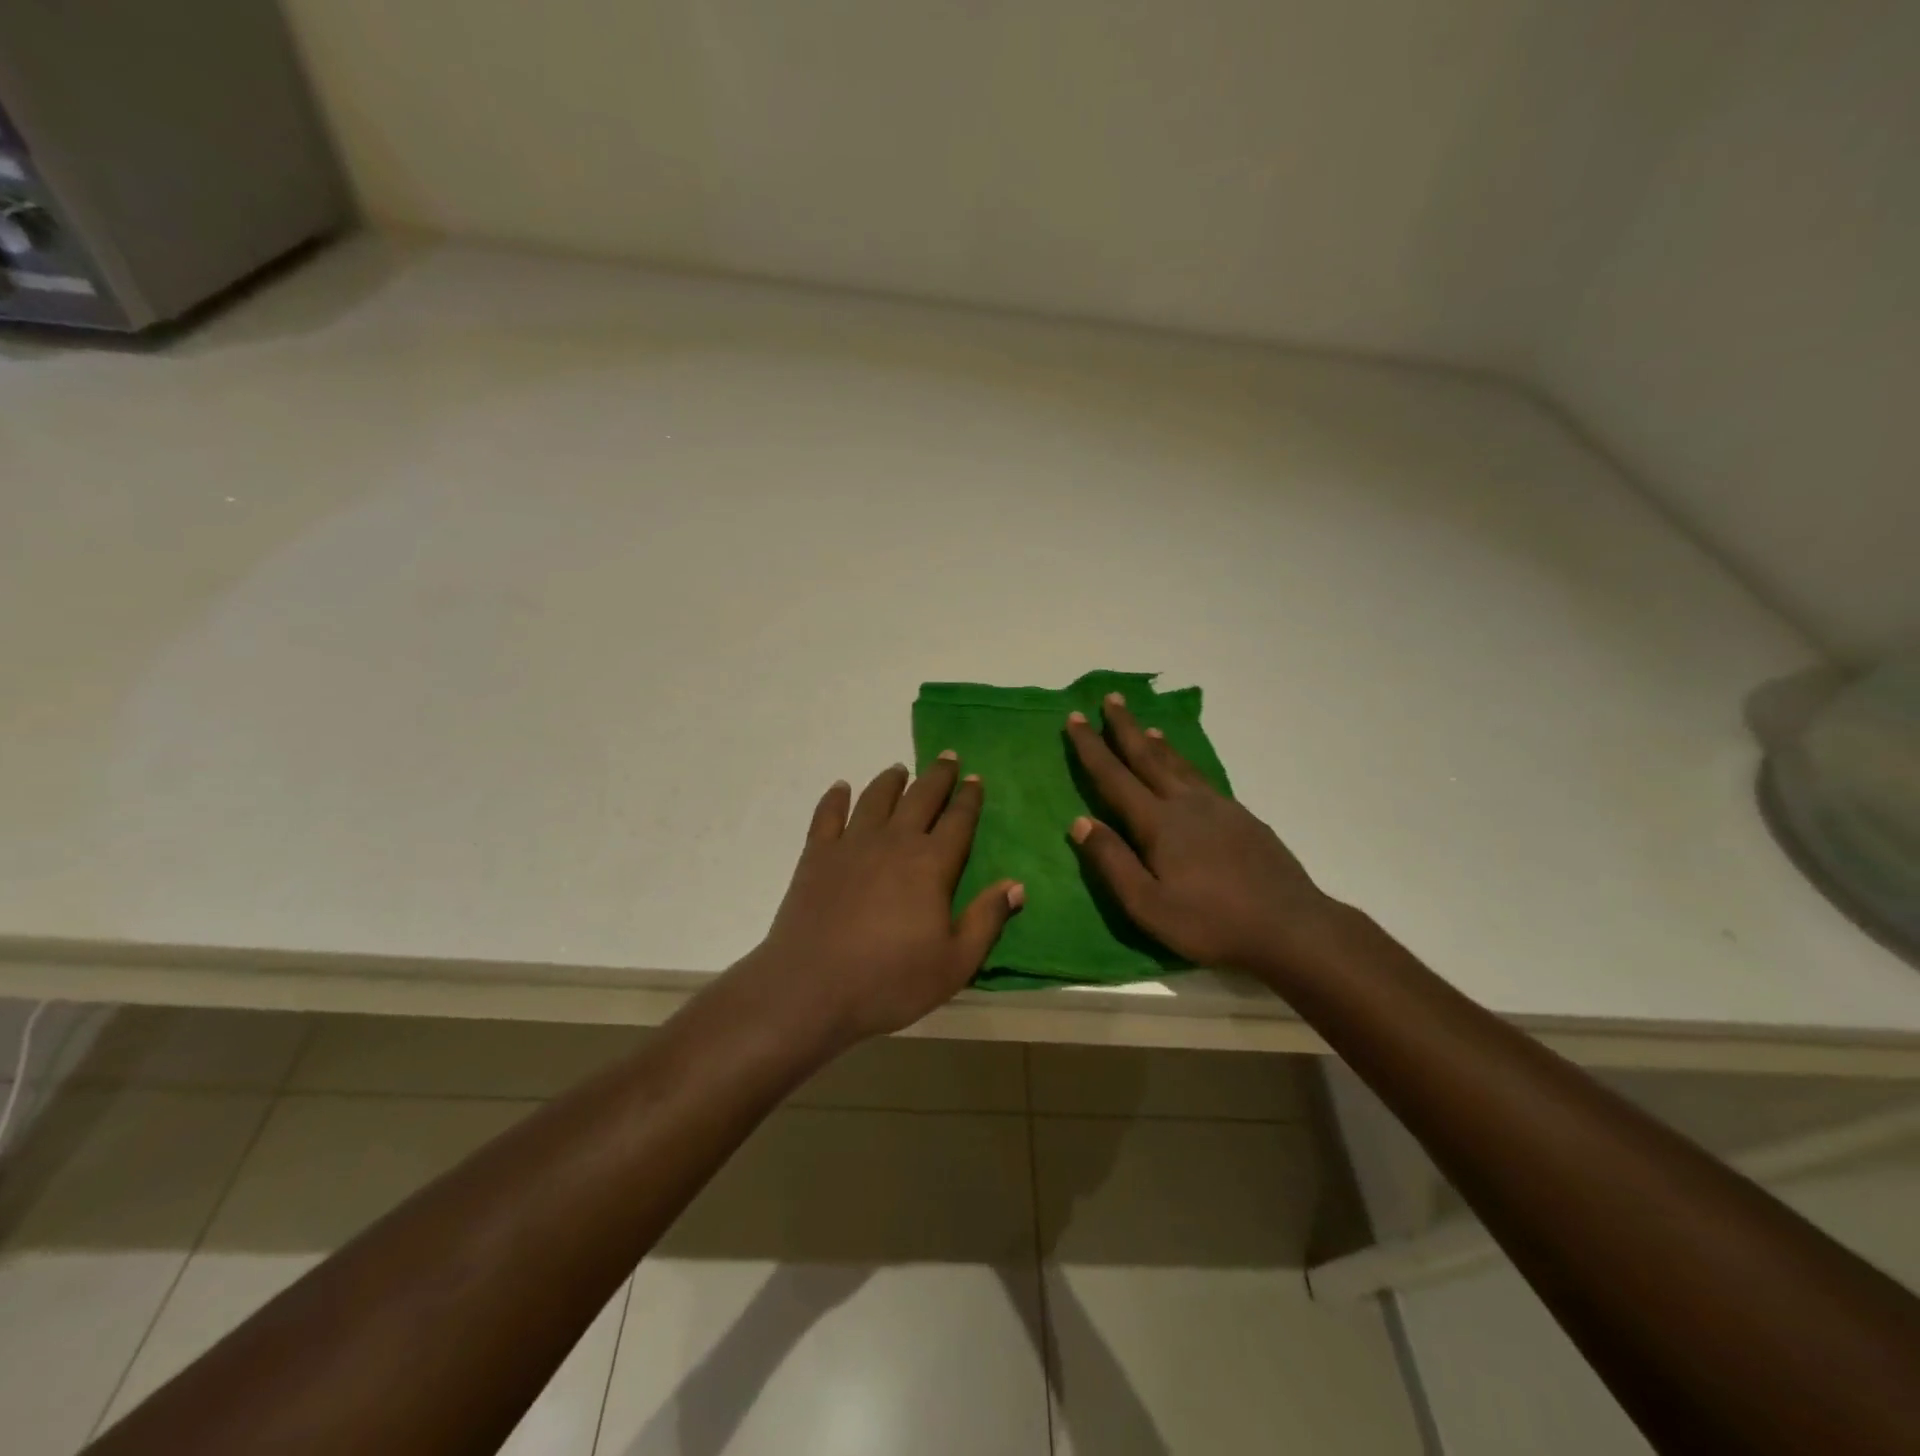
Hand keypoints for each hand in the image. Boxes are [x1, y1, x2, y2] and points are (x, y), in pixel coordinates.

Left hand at [746, 755, 1022, 1046]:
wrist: (811, 989)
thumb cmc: (890, 982)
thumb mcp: (954, 963)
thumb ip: (987, 920)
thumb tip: (1017, 885)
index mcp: (931, 864)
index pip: (958, 821)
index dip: (969, 798)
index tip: (975, 778)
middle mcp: (894, 842)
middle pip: (920, 798)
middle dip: (937, 776)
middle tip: (947, 757)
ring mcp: (851, 845)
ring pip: (876, 798)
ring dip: (891, 780)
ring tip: (900, 769)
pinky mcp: (816, 856)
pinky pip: (827, 815)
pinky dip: (836, 798)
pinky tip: (841, 788)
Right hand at [1065, 693, 1340, 984]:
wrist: (1290, 926)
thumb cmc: (1211, 922)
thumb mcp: (1148, 905)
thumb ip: (1112, 862)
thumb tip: (1079, 821)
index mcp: (1158, 823)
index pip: (1114, 777)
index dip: (1092, 747)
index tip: (1076, 718)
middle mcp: (1186, 804)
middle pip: (1148, 757)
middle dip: (1124, 727)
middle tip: (1111, 698)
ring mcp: (1218, 807)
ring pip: (1179, 765)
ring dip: (1156, 744)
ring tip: (1144, 727)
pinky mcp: (1242, 817)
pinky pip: (1202, 778)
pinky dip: (1184, 763)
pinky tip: (1186, 770)